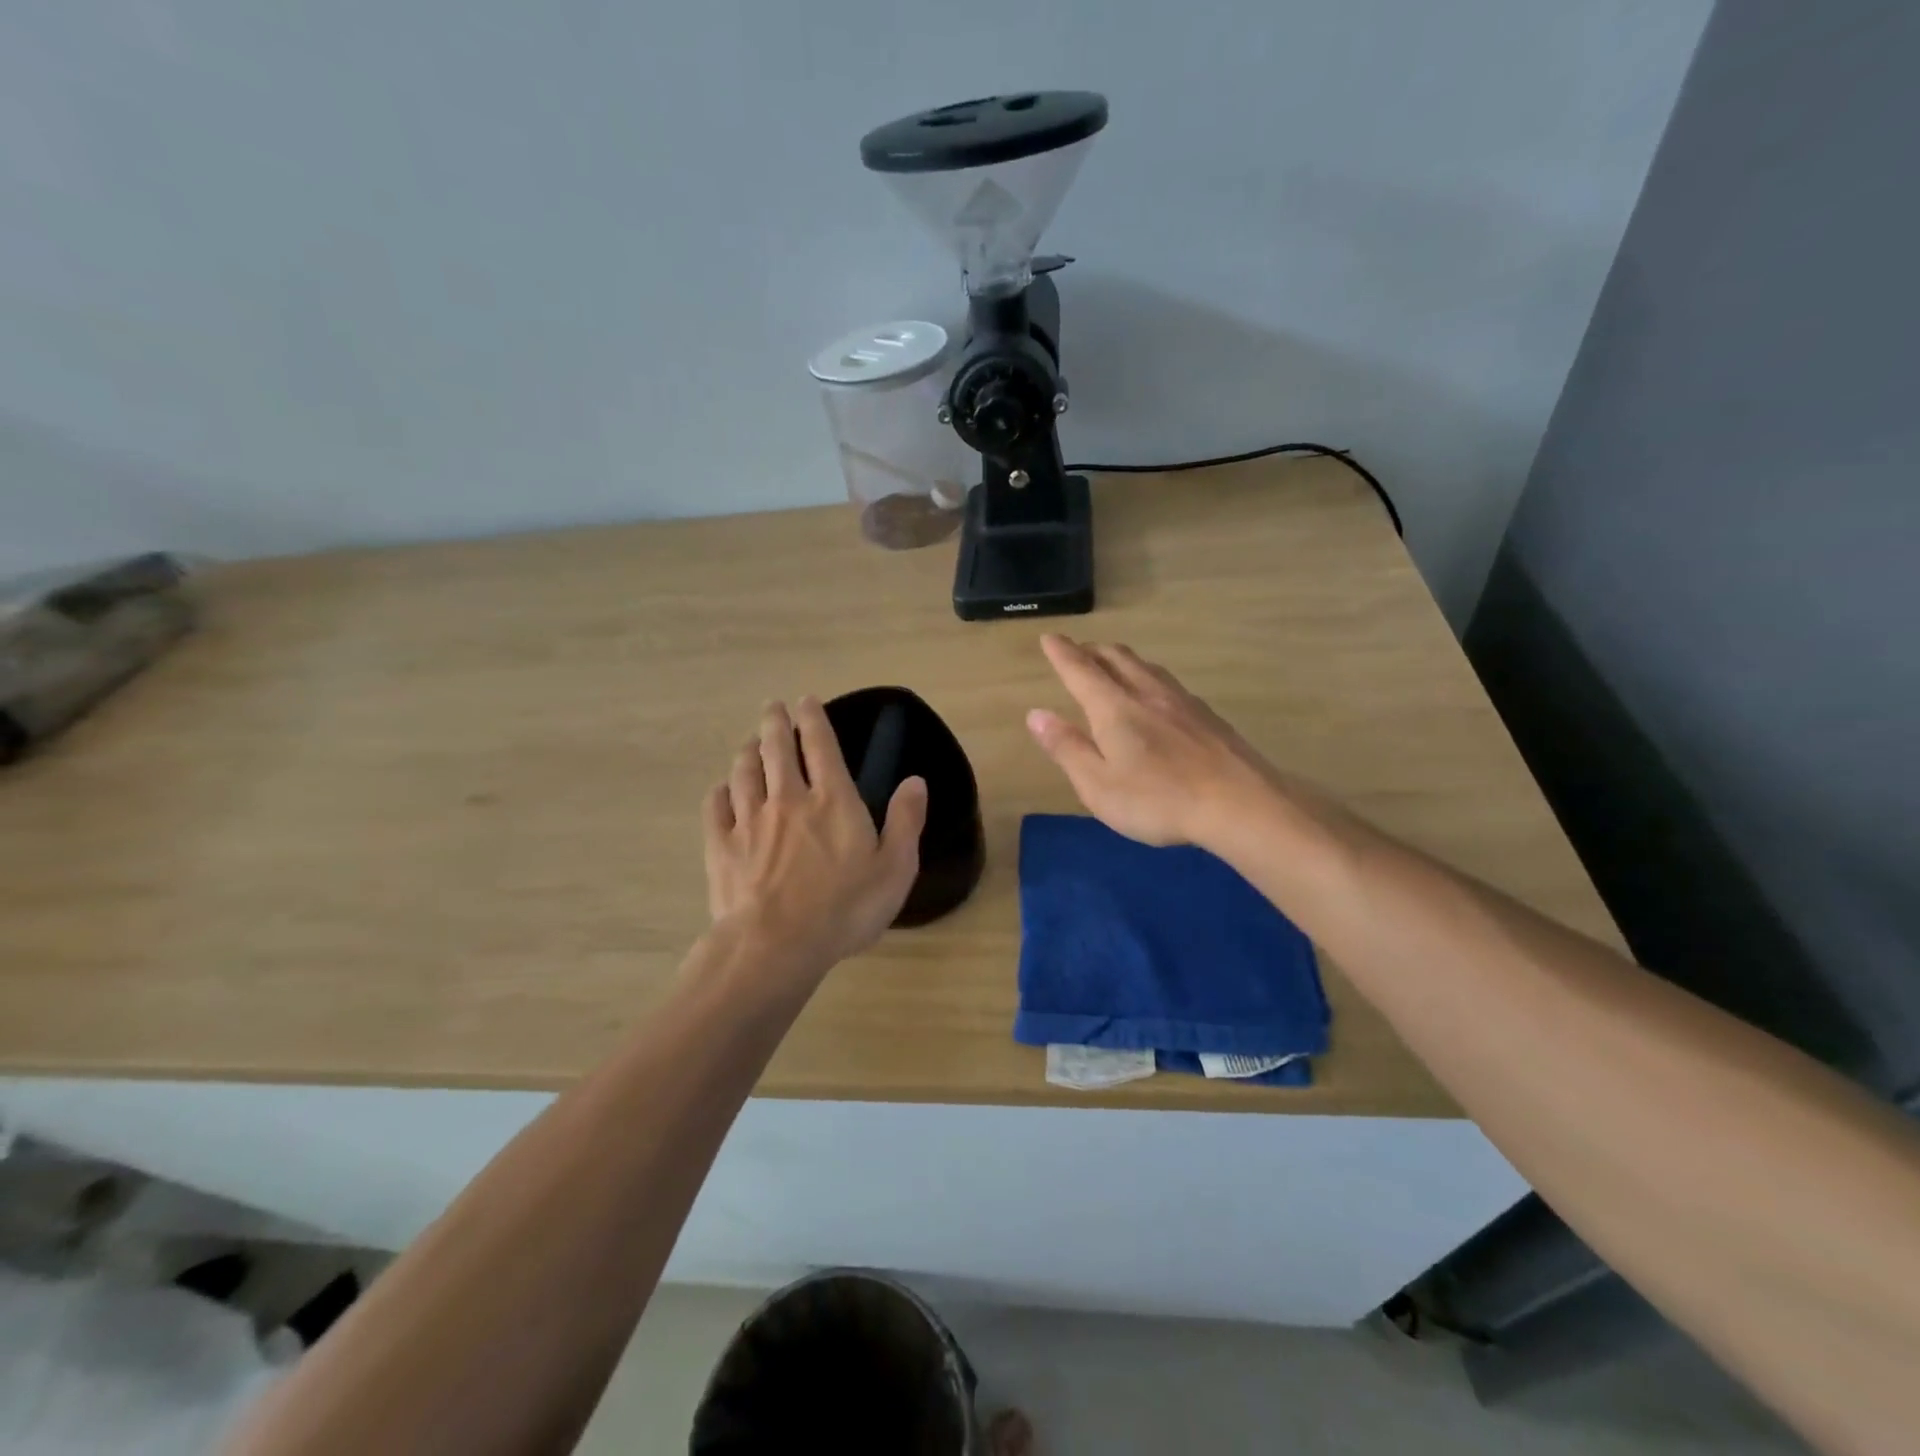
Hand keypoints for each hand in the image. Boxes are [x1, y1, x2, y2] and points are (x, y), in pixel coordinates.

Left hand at [703, 698, 927, 977]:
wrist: (776, 945)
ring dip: (747, 751)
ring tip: (749, 742)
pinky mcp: (722, 847)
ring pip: (745, 772)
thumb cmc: (845, 908)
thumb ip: (906, 821)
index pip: (821, 745)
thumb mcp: (895, 868)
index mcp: (833, 800)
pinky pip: (716, 808)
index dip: (814, 718)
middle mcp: (788, 799)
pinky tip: (722, 789)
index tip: (806, 700)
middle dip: (775, 723)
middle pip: (777, 749)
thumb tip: (915, 780)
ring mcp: (750, 821)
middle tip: (772, 707)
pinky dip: (720, 792)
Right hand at [1027, 634, 1278, 847]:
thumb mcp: (1098, 784)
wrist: (1240, 803)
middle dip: (1092, 651)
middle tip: (1079, 651)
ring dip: (1123, 660)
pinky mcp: (1208, 716)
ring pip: (1146, 667)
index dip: (1062, 653)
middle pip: (1117, 658)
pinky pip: (1168, 683)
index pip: (1080, 670)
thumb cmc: (1158, 799)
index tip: (1050, 637)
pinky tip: (1157, 696)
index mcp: (1114, 708)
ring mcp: (1182, 702)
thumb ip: (1067, 748)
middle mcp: (1147, 693)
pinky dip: (1149, 678)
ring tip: (1114, 665)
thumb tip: (1036, 714)